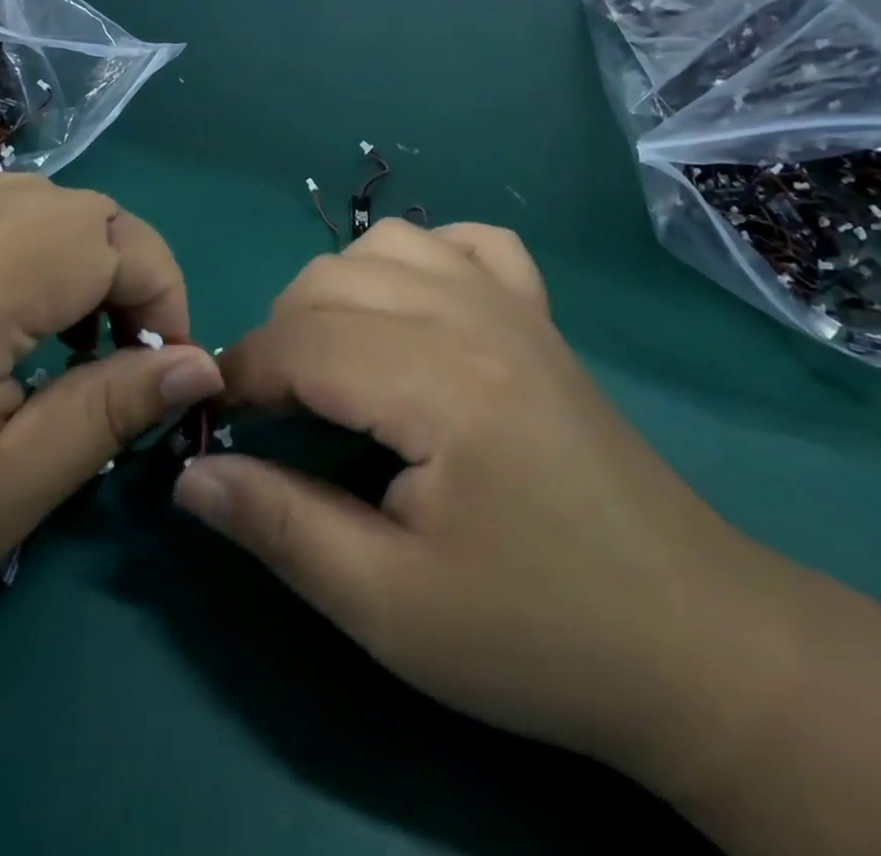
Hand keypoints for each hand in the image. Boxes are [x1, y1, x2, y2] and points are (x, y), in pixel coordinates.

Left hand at [0, 174, 222, 684]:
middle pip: (78, 206)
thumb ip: (113, 409)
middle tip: (119, 359)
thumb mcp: (7, 490)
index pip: (113, 239)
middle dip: (125, 271)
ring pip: (31, 197)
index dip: (163, 295)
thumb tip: (201, 367)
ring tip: (63, 341)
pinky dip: (21, 249)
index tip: (166, 371)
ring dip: (74, 256)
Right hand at [173, 219, 775, 772]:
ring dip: (336, 292)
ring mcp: (513, 304)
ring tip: (336, 362)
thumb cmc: (535, 632)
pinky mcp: (539, 314)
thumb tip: (191, 473)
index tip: (219, 426)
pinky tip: (415, 310)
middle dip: (279, 338)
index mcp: (438, 381)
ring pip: (385, 244)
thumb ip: (278, 525)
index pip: (298, 342)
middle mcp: (472, 315)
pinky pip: (466, 243)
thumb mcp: (389, 606)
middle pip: (329, 280)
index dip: (241, 378)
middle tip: (278, 415)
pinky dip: (420, 260)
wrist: (690, 637)